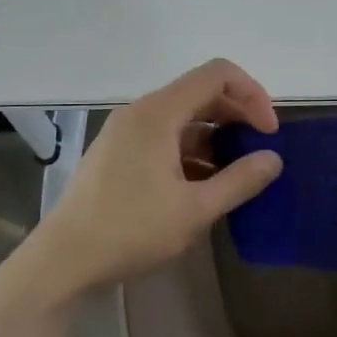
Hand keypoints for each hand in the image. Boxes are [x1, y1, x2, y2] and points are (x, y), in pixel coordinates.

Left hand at [33, 59, 281, 294]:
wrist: (63, 261)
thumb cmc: (130, 231)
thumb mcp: (195, 210)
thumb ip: (240, 180)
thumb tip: (273, 159)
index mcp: (158, 113)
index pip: (217, 75)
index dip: (252, 94)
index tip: (268, 133)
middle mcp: (141, 112)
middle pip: (201, 92)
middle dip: (237, 115)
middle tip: (260, 150)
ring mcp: (127, 132)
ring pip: (184, 117)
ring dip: (216, 136)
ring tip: (236, 173)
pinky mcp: (119, 153)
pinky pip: (166, 137)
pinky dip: (193, 150)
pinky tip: (204, 184)